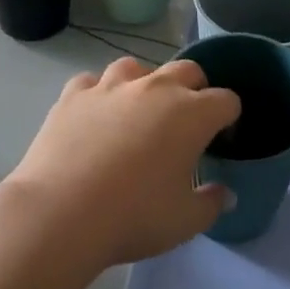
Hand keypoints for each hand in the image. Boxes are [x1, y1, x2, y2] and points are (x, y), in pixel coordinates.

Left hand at [0, 58, 239, 270]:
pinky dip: (98, 93)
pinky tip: (95, 115)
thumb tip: (224, 193)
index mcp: (191, 114)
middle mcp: (153, 89)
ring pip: (135, 67)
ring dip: (144, 83)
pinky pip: (91, 82)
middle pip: (186, 70)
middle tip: (186, 122)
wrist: (60, 212)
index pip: (225, 100)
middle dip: (194, 90)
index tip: (220, 140)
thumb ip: (211, 203)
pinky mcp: (72, 95)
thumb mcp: (185, 221)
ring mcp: (109, 87)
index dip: (229, 118)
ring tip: (138, 111)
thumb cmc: (134, 216)